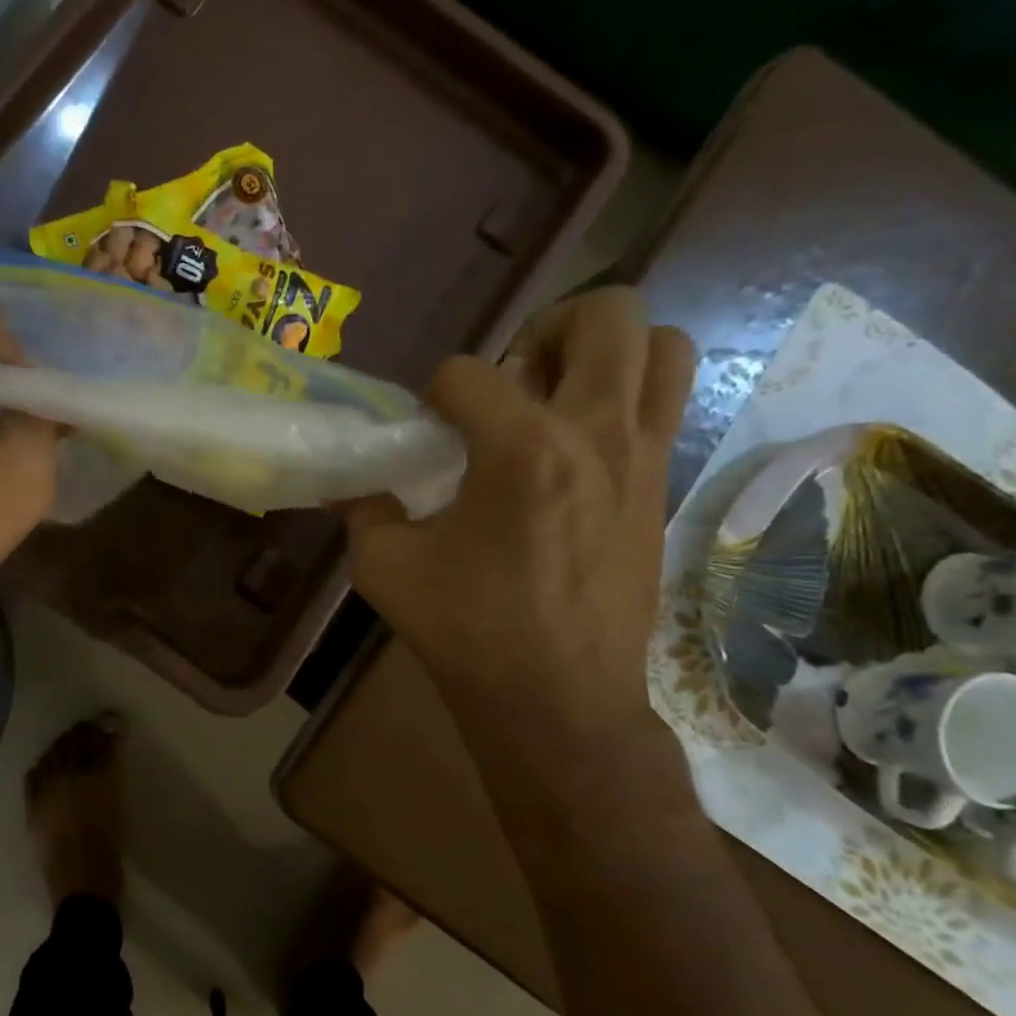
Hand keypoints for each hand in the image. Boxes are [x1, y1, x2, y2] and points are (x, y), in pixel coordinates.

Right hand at [344, 289, 695, 793]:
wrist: (559, 700)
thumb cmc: (468, 631)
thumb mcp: (384, 568)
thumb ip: (363, 508)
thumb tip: (349, 480)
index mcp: (523, 451)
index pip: (468, 372)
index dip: (433, 394)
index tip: (426, 433)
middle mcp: (597, 434)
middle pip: (606, 315)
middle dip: (547, 327)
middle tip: (512, 378)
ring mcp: (644, 458)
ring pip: (664, 346)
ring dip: (607, 351)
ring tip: (558, 394)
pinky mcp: (664, 486)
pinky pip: (666, 403)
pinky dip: (626, 397)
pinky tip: (575, 448)